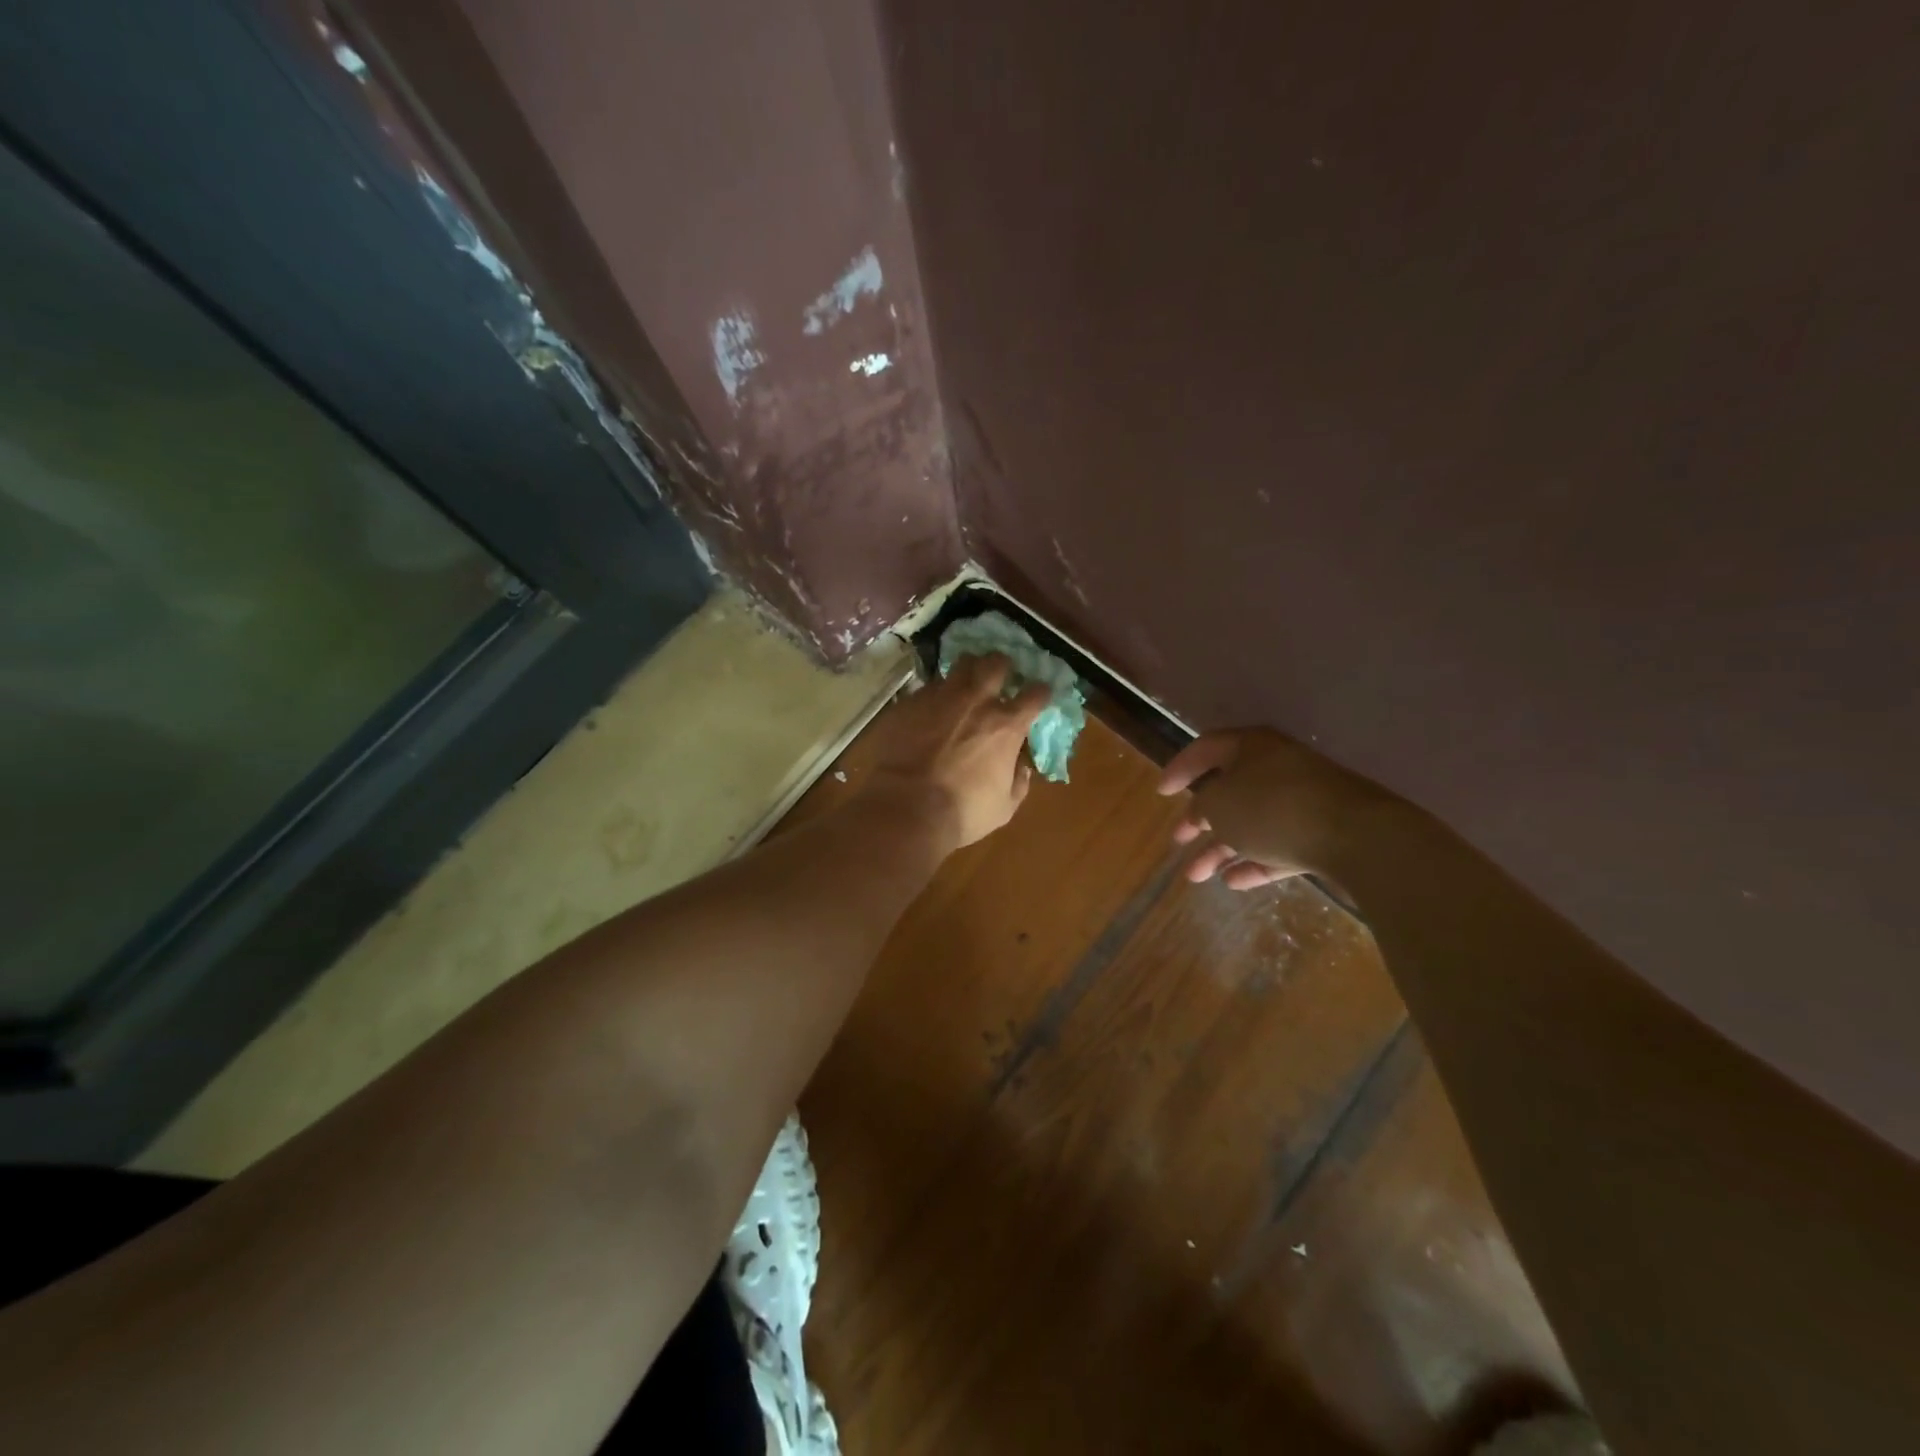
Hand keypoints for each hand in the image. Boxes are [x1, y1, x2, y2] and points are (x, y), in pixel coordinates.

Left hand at [864, 654, 1049, 852]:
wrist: (906, 808)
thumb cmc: (962, 812)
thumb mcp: (1004, 807)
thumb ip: (1018, 781)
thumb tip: (1022, 766)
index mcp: (1006, 725)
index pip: (1036, 694)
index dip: (1039, 693)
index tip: (1038, 696)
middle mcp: (977, 700)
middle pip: (996, 663)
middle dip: (1001, 665)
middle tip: (999, 675)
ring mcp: (941, 696)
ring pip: (960, 666)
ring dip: (967, 671)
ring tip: (964, 683)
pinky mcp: (911, 702)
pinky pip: (929, 687)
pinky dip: (936, 694)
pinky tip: (931, 708)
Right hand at [1156, 728, 1395, 888]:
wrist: (1358, 837)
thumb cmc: (1273, 808)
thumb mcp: (1218, 805)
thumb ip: (1202, 806)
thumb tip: (1204, 811)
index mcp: (1252, 747)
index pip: (1206, 748)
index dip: (1180, 768)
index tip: (1161, 792)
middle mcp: (1278, 768)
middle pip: (1230, 791)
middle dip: (1200, 819)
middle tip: (1177, 840)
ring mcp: (1304, 801)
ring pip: (1252, 823)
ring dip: (1222, 848)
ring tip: (1196, 877)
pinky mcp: (1324, 833)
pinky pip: (1279, 846)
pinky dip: (1255, 861)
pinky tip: (1233, 883)